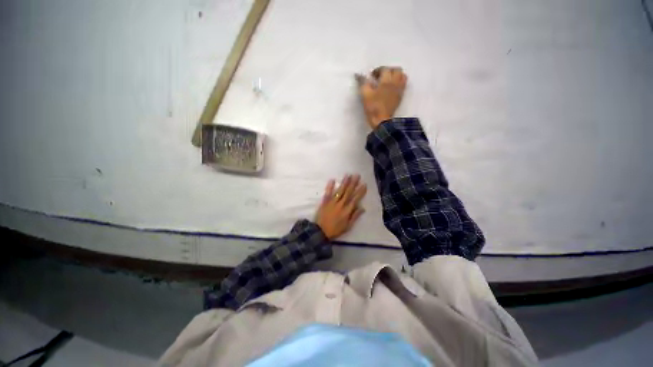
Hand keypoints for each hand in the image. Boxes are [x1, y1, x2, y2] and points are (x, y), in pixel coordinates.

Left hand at [315, 174, 366, 239]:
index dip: (360, 191)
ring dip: (344, 182)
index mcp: (347, 211)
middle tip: (357, 175)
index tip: (364, 184)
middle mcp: (341, 204)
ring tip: (348, 175)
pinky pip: (328, 192)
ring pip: (340, 190)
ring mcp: (332, 202)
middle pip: (348, 192)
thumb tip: (363, 208)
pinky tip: (332, 180)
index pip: (355, 199)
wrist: (321, 231)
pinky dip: (330, 186)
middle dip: (353, 183)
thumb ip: (355, 216)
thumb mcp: (348, 226)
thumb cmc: (335, 230)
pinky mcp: (324, 201)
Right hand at [357, 66, 407, 128]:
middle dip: (388, 70)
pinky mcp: (400, 97)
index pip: (384, 69)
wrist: (382, 121)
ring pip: (402, 76)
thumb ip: (363, 83)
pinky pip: (403, 84)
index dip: (377, 71)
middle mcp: (395, 82)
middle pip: (396, 70)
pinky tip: (391, 88)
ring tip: (388, 81)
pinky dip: (398, 82)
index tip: (371, 76)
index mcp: (386, 80)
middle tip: (381, 77)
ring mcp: (399, 90)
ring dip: (395, 75)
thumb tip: (359, 75)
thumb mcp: (365, 95)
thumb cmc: (373, 107)